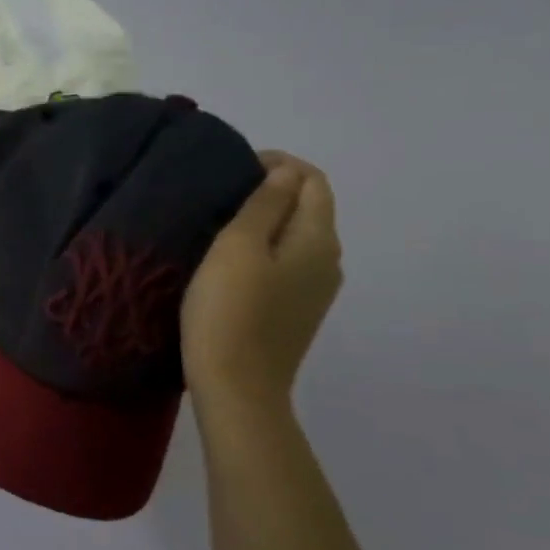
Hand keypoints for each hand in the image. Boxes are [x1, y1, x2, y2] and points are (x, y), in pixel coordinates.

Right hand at [181, 151, 342, 408]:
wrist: (236, 385)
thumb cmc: (230, 310)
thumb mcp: (239, 247)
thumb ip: (265, 204)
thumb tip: (286, 172)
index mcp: (318, 239)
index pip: (313, 181)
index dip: (280, 163)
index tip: (235, 164)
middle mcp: (328, 261)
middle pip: (310, 207)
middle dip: (273, 188)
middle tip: (223, 190)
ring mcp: (315, 290)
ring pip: (297, 236)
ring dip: (267, 218)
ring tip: (222, 219)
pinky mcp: (296, 310)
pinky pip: (288, 261)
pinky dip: (266, 246)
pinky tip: (232, 258)